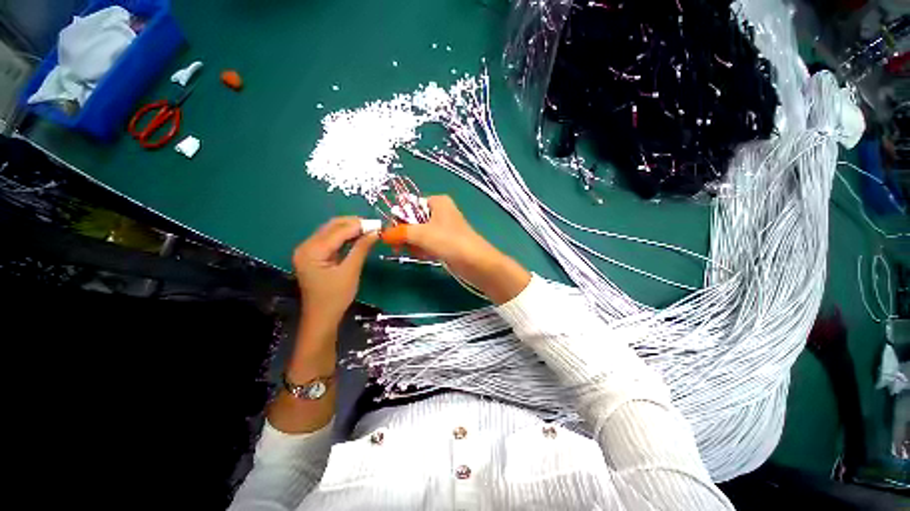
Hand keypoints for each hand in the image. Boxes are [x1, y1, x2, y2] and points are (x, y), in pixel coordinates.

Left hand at [293, 217, 377, 326]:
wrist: (322, 317)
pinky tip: (357, 237)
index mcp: (312, 251)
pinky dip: (344, 237)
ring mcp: (307, 250)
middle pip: (331, 226)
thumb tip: (375, 232)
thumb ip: (361, 248)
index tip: (378, 224)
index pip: (338, 231)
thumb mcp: (351, 271)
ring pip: (331, 231)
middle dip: (354, 224)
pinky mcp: (313, 255)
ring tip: (369, 230)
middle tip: (374, 226)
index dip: (359, 225)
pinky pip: (330, 240)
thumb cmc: (336, 297)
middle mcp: (306, 246)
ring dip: (350, 229)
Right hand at [403, 196, 529, 302]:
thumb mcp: (422, 234)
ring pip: (419, 234)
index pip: (410, 205)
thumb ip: (400, 232)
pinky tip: (424, 256)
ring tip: (415, 252)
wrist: (476, 262)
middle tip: (398, 246)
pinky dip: (423, 249)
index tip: (391, 233)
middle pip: (413, 220)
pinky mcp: (446, 243)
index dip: (399, 218)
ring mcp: (443, 228)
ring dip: (413, 243)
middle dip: (405, 234)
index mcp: (437, 202)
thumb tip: (383, 234)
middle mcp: (440, 212)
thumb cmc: (450, 241)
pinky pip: (427, 243)